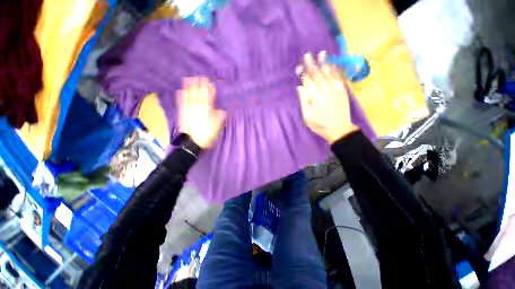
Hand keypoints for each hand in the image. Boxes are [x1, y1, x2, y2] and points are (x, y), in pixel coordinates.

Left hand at [176, 77, 225, 148]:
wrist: (192, 143)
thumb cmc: (206, 135)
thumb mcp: (216, 128)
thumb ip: (219, 118)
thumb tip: (222, 111)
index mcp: (207, 111)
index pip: (209, 98)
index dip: (209, 90)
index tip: (210, 82)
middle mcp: (198, 108)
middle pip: (199, 95)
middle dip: (200, 85)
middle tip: (200, 76)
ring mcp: (189, 110)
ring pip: (190, 96)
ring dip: (190, 88)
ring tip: (189, 78)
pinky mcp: (183, 113)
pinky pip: (182, 103)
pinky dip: (181, 97)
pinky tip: (180, 91)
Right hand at [297, 52, 357, 143]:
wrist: (339, 129)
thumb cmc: (320, 125)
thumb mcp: (307, 116)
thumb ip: (303, 101)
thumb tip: (300, 87)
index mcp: (314, 96)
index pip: (307, 81)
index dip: (302, 74)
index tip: (298, 67)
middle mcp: (325, 89)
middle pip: (317, 74)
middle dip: (311, 64)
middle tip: (307, 55)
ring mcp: (335, 89)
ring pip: (328, 73)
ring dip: (324, 63)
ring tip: (321, 54)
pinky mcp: (342, 90)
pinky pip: (338, 77)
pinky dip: (335, 70)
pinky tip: (333, 64)